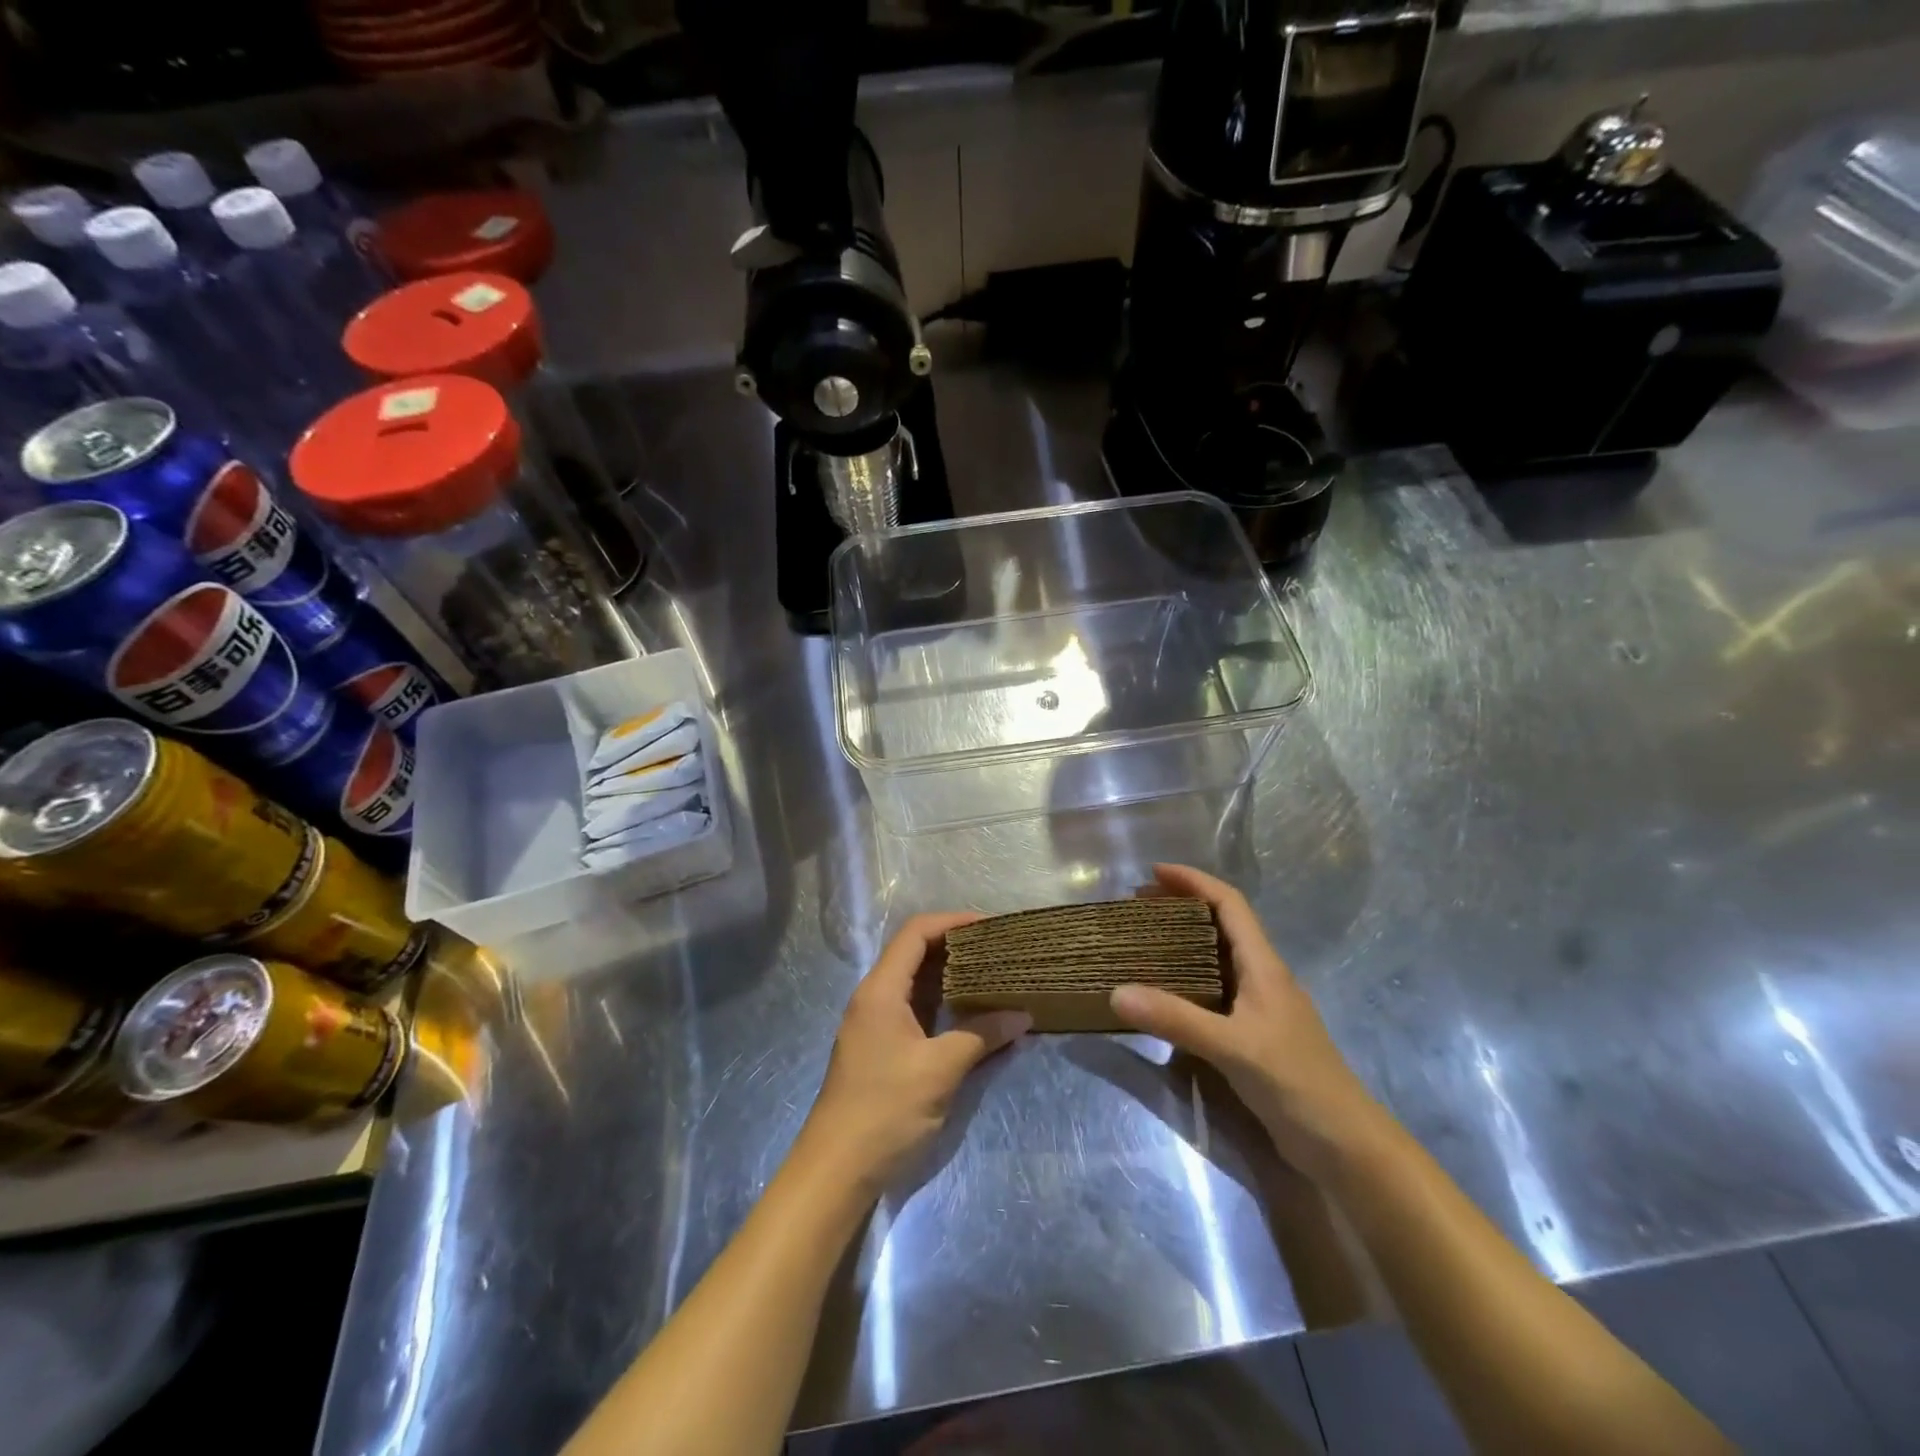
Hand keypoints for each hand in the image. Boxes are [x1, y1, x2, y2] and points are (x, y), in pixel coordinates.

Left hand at [797, 913, 1030, 1195]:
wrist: (836, 1169)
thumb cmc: (885, 1110)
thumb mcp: (939, 1070)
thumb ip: (981, 1036)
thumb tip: (1023, 1015)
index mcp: (882, 990)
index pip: (916, 933)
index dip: (953, 921)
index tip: (991, 925)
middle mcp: (876, 997)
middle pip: (917, 953)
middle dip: (958, 946)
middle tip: (999, 949)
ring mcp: (877, 1023)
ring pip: (918, 983)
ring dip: (953, 976)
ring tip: (994, 974)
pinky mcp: (883, 1047)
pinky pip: (917, 1009)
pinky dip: (945, 1003)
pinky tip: (973, 1012)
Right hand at [1109, 864, 1384, 1182]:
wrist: (1346, 1146)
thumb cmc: (1296, 1083)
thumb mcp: (1232, 1048)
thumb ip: (1175, 1019)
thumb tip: (1116, 992)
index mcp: (1264, 966)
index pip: (1229, 903)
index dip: (1194, 880)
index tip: (1153, 872)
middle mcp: (1263, 977)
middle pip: (1222, 924)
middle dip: (1181, 906)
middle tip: (1138, 906)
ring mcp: (1261, 1007)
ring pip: (1218, 957)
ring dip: (1183, 942)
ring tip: (1144, 942)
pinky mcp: (1255, 1035)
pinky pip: (1215, 991)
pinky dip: (1188, 979)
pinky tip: (1165, 996)